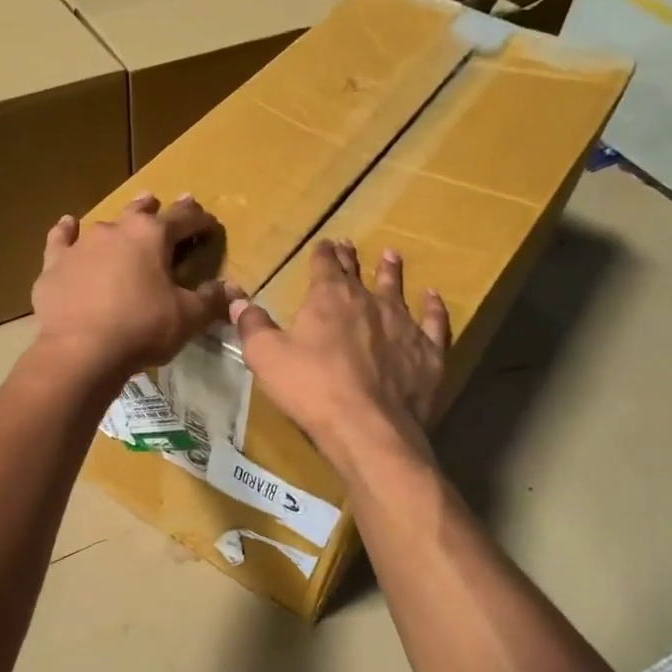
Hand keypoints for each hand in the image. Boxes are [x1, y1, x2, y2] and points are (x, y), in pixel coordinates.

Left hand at [31, 193, 229, 390]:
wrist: (81, 350)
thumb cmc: (142, 329)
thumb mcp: (187, 318)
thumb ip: (211, 301)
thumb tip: (232, 290)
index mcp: (153, 236)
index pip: (183, 219)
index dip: (199, 220)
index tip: (208, 223)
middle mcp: (116, 230)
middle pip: (140, 212)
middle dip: (153, 208)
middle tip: (159, 202)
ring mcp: (82, 245)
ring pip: (103, 224)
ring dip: (116, 223)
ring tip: (123, 221)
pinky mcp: (54, 265)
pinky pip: (61, 240)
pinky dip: (65, 232)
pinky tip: (67, 225)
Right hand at [230, 240, 449, 474]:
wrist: (367, 428)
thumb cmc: (311, 389)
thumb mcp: (266, 357)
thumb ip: (253, 325)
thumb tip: (238, 301)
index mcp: (329, 298)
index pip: (324, 265)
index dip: (322, 254)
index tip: (323, 244)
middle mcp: (369, 301)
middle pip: (358, 273)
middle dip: (350, 258)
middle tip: (349, 245)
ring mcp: (403, 325)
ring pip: (396, 290)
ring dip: (391, 272)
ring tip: (391, 256)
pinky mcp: (428, 352)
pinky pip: (434, 321)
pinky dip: (433, 307)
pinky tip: (432, 298)